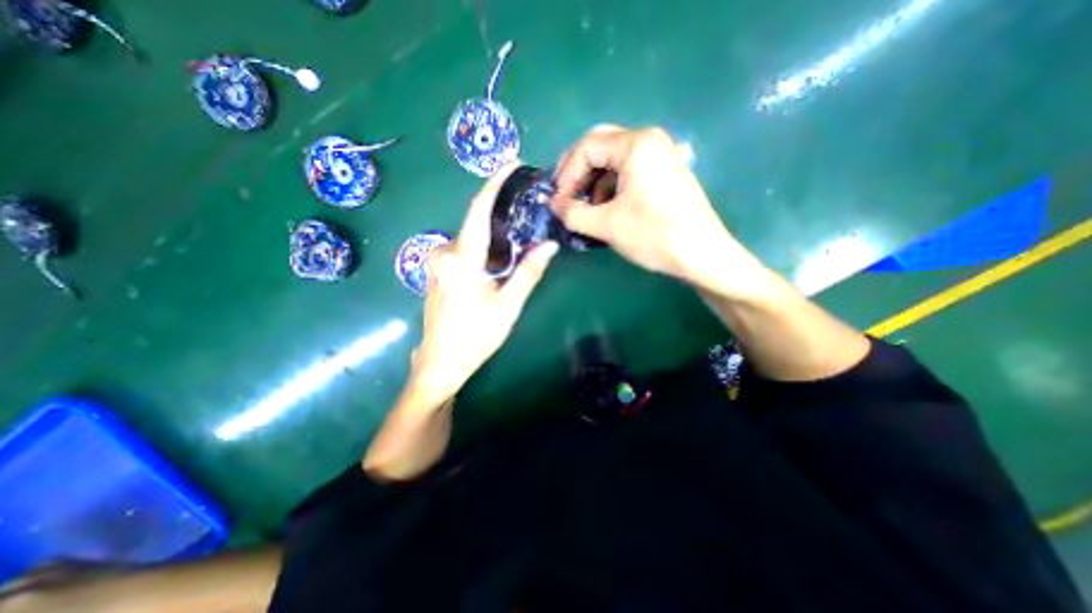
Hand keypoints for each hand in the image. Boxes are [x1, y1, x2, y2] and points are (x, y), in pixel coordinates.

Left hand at [413, 163, 563, 404]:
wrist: (440, 363)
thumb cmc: (476, 336)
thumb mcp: (508, 305)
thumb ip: (528, 272)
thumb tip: (550, 244)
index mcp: (463, 257)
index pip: (479, 209)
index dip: (495, 183)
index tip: (512, 163)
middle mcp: (445, 253)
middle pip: (475, 222)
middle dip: (500, 212)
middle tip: (527, 210)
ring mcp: (437, 263)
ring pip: (470, 238)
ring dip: (493, 234)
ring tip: (518, 237)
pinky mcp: (437, 273)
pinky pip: (462, 250)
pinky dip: (482, 247)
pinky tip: (497, 259)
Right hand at [554, 124, 732, 289]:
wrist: (702, 254)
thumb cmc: (653, 235)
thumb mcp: (606, 225)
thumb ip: (572, 212)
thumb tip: (553, 205)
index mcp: (635, 144)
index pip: (586, 147)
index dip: (566, 174)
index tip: (558, 201)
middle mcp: (650, 140)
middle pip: (600, 147)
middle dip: (578, 173)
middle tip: (566, 197)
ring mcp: (661, 155)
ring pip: (614, 160)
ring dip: (594, 182)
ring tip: (587, 209)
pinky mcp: (666, 172)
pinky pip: (630, 171)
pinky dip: (612, 187)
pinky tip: (608, 209)